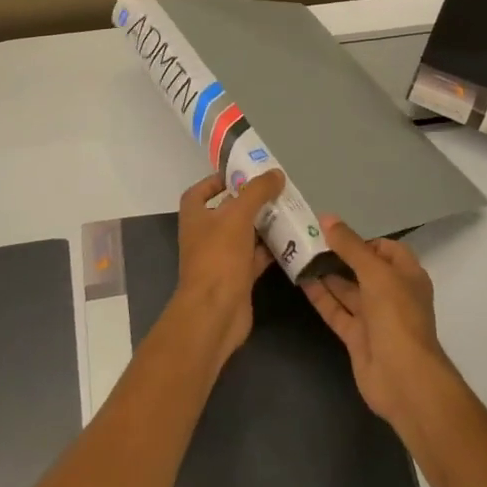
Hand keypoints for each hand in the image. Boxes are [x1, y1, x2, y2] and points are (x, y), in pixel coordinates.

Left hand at [171, 169, 284, 364]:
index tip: (242, 174)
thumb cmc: (219, 257)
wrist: (215, 313)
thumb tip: (275, 173)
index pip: (200, 192)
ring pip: (244, 235)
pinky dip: (271, 249)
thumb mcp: (237, 216)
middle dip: (250, 202)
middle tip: (276, 191)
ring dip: (263, 225)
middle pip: (227, 212)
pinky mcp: (237, 278)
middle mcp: (205, 236)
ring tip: (289, 211)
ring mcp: (221, 258)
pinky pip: (256, 257)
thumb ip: (257, 192)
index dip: (217, 181)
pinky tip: (291, 241)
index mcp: (195, 217)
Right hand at [304, 216, 453, 431]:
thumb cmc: (396, 316)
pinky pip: (337, 311)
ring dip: (327, 275)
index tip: (334, 233)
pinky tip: (301, 281)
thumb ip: (350, 246)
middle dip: (340, 256)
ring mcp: (375, 318)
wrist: (403, 379)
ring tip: (300, 256)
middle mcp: (392, 294)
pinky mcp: (357, 338)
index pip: (386, 249)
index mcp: (407, 275)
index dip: (363, 240)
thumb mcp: (375, 273)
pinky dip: (321, 297)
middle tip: (309, 241)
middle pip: (363, 269)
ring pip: (348, 290)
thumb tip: (327, 219)